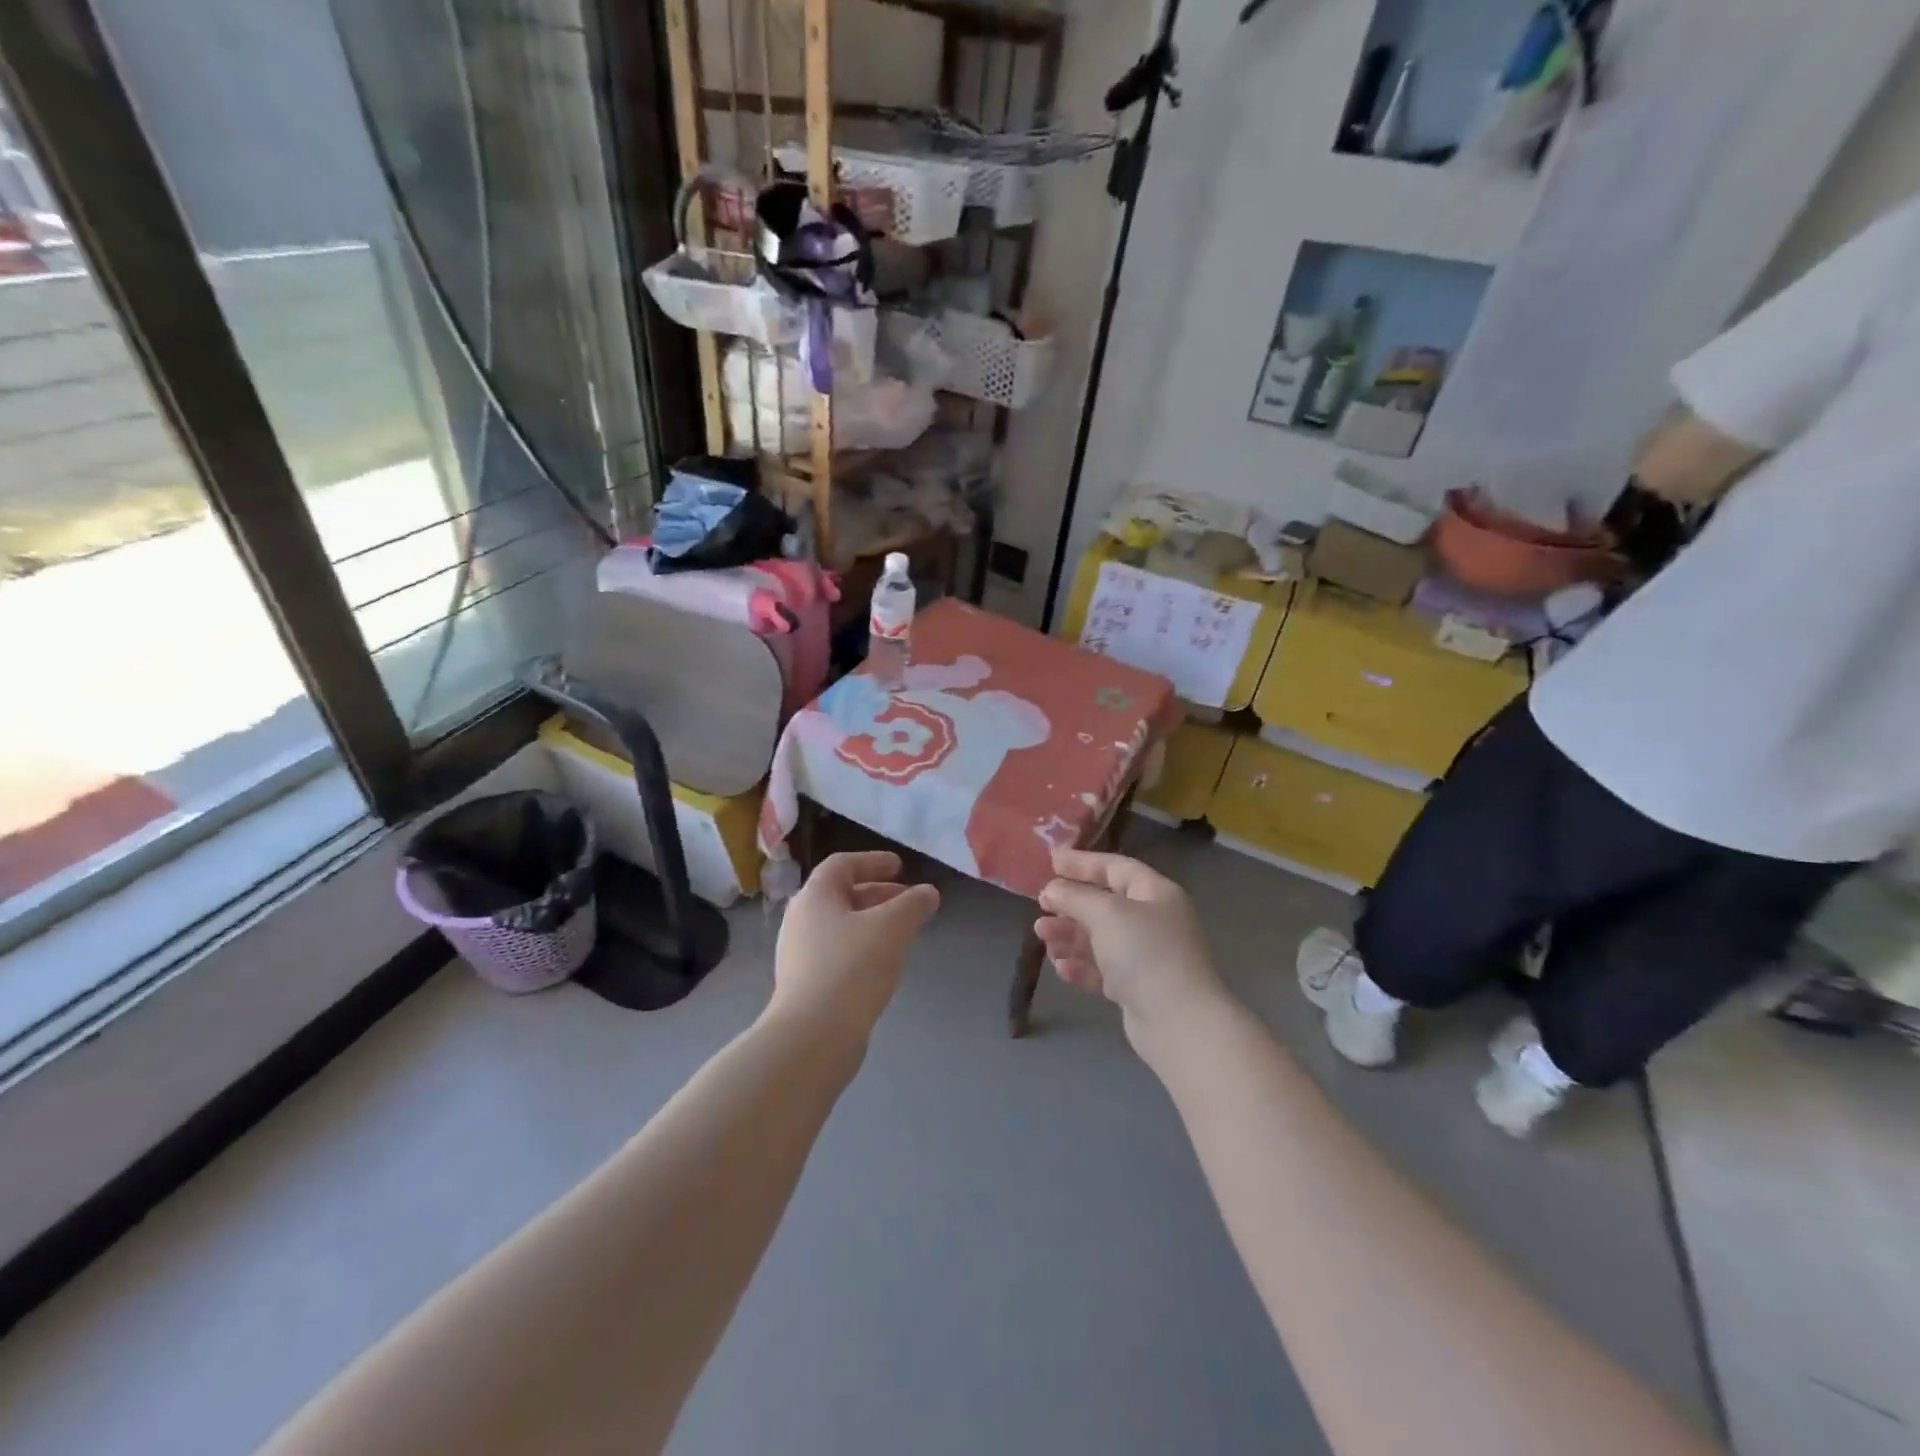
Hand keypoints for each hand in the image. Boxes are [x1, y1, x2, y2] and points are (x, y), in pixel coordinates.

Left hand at [771, 851, 939, 1043]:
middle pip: (841, 895)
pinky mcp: (805, 985)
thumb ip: (913, 904)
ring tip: (902, 933)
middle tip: (909, 901)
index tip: (900, 867)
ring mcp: (799, 954)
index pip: (842, 864)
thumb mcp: (892, 928)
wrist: (813, 1036)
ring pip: (840, 926)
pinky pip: (837, 953)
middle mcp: (801, 920)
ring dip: (872, 923)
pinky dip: (862, 948)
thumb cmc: (852, 968)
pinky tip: (884, 966)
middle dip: (878, 894)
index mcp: (815, 896)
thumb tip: (928, 893)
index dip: (872, 861)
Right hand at [1035, 848, 1226, 1045]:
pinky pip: (1103, 970)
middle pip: (1105, 905)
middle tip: (1041, 907)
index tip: (1052, 861)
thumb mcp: (1106, 913)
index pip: (1116, 868)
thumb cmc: (1145, 953)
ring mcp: (1147, 957)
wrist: (1179, 1022)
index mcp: (1155, 894)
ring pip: (1101, 939)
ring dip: (1070, 935)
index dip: (1083, 863)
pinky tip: (1061, 967)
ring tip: (1042, 937)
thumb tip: (1052, 889)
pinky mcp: (1138, 989)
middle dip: (1071, 905)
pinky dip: (1081, 966)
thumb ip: (1076, 897)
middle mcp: (1153, 922)